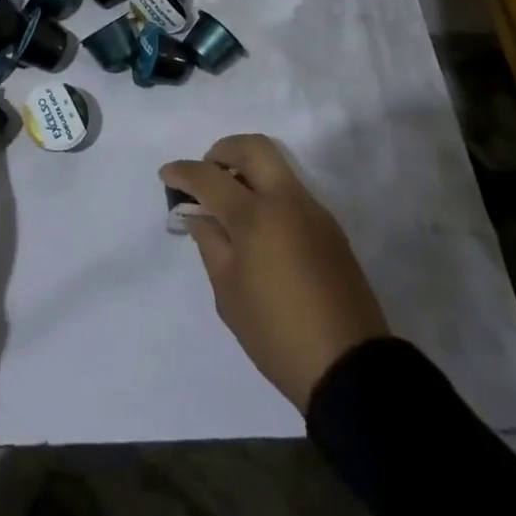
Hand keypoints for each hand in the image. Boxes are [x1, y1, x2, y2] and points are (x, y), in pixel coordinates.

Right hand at [160, 135, 388, 411]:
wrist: (349, 368)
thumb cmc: (276, 333)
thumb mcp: (228, 293)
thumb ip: (210, 243)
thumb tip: (200, 214)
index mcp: (256, 216)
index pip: (210, 178)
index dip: (183, 172)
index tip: (166, 174)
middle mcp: (286, 200)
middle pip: (253, 147)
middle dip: (223, 151)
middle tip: (207, 175)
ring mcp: (313, 211)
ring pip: (276, 165)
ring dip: (248, 170)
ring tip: (230, 202)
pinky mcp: (330, 228)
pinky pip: (291, 191)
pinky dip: (268, 191)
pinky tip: (257, 226)